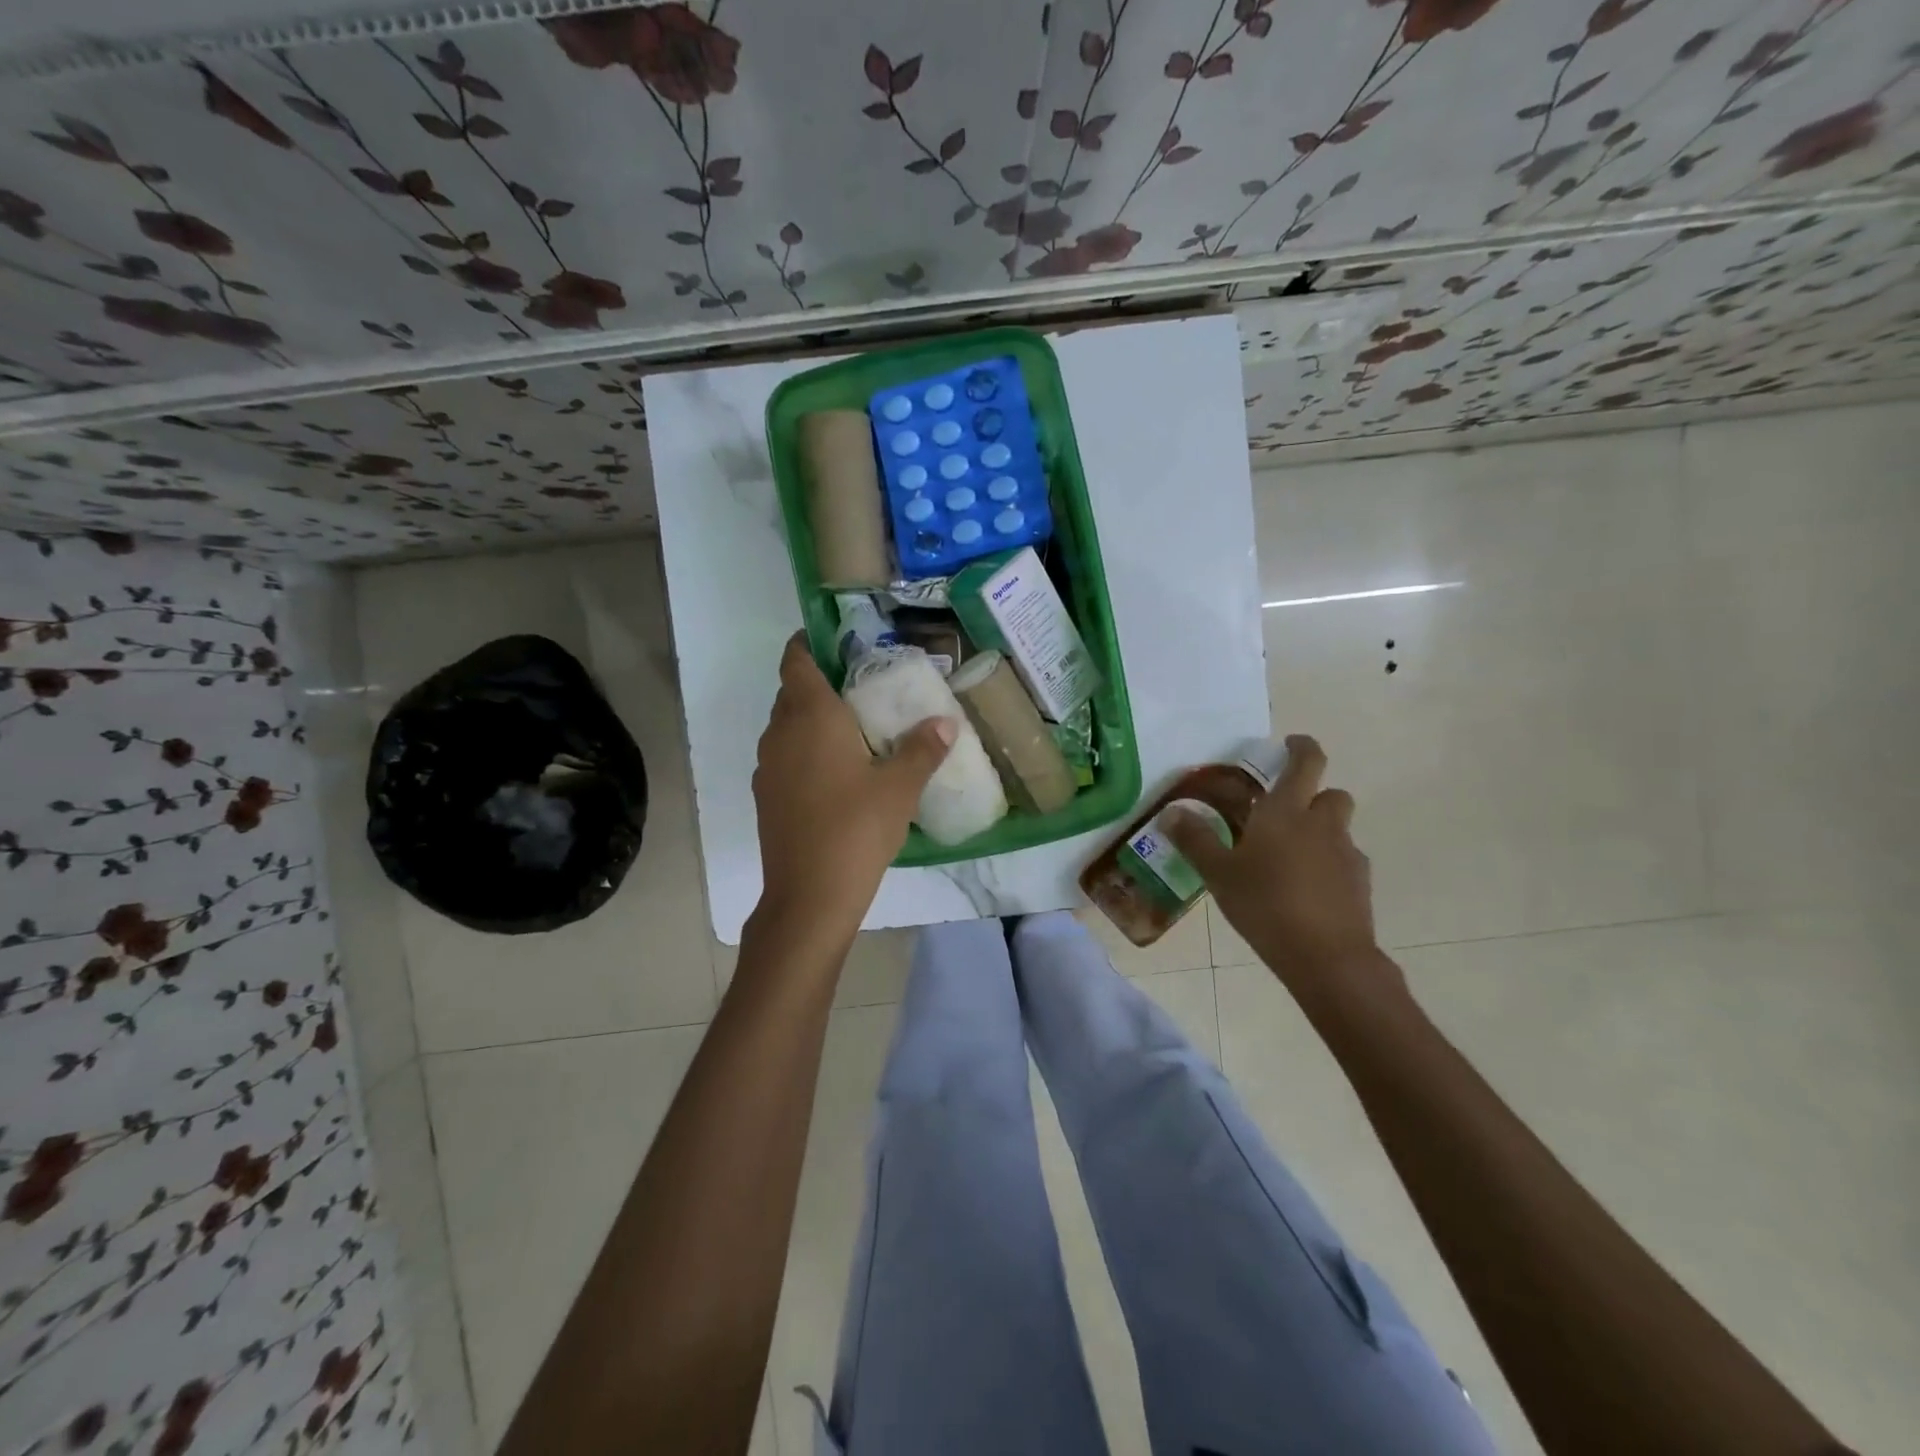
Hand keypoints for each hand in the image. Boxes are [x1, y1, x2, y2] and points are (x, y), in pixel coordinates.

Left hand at [750, 634, 954, 940]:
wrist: (809, 896)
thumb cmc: (856, 829)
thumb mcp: (900, 787)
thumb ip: (923, 748)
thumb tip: (945, 721)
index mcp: (809, 717)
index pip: (796, 660)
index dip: (810, 644)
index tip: (839, 642)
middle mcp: (779, 733)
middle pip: (792, 692)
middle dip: (821, 683)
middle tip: (864, 688)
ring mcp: (767, 766)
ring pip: (787, 726)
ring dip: (813, 721)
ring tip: (856, 730)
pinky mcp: (766, 796)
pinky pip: (785, 756)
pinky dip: (806, 751)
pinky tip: (838, 774)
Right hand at [1165, 735, 1403, 1011]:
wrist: (1327, 957)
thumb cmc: (1265, 904)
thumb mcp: (1218, 873)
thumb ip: (1195, 840)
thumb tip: (1171, 812)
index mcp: (1286, 812)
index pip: (1306, 762)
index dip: (1301, 747)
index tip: (1289, 745)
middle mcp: (1322, 824)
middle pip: (1332, 793)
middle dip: (1313, 794)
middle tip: (1283, 811)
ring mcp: (1346, 854)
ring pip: (1338, 828)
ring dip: (1320, 830)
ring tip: (1289, 856)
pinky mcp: (1360, 884)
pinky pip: (1344, 860)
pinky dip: (1328, 863)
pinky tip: (1305, 888)